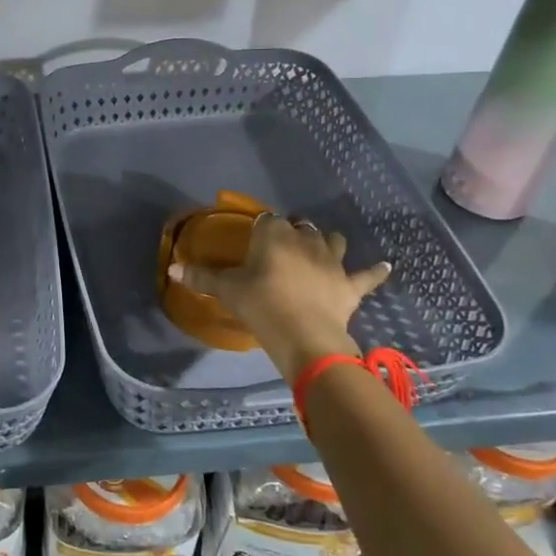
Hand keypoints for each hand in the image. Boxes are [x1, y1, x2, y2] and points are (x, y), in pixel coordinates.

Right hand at [168, 214, 390, 371]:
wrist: (304, 336)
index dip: (262, 228)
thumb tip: (171, 268)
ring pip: (332, 240)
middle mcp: (305, 240)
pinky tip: (385, 266)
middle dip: (293, 232)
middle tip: (281, 248)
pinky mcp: (350, 285)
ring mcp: (332, 261)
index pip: (267, 220)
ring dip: (327, 242)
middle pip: (300, 227)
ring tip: (321, 248)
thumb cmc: (261, 306)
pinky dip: (375, 271)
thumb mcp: (227, 291)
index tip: (255, 240)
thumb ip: (200, 278)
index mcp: (274, 235)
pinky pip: (367, 275)